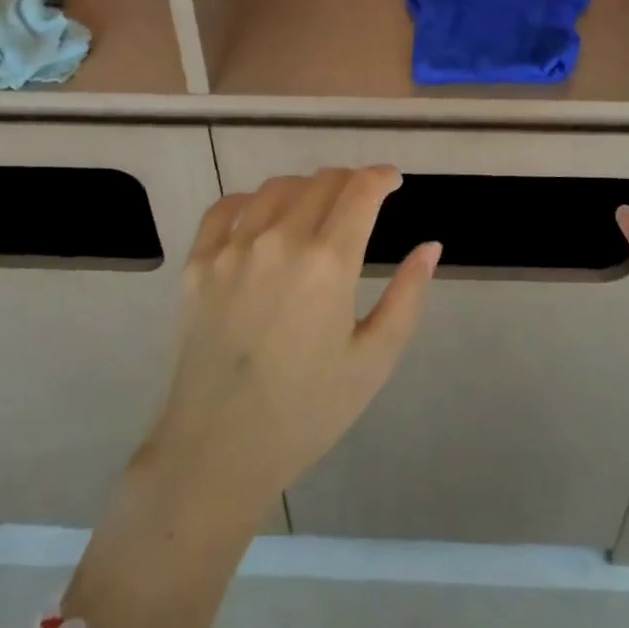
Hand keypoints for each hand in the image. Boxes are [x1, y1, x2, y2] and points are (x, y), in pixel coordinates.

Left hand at [138, 169, 440, 514]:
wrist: (219, 451)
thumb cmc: (307, 412)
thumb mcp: (374, 361)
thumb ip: (407, 296)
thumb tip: (430, 246)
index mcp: (328, 263)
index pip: (360, 190)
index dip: (382, 177)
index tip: (392, 181)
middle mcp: (280, 240)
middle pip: (322, 181)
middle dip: (350, 181)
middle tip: (360, 201)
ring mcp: (233, 248)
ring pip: (277, 187)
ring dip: (306, 188)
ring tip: (316, 210)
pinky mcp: (198, 263)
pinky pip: (227, 207)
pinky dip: (252, 200)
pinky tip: (263, 217)